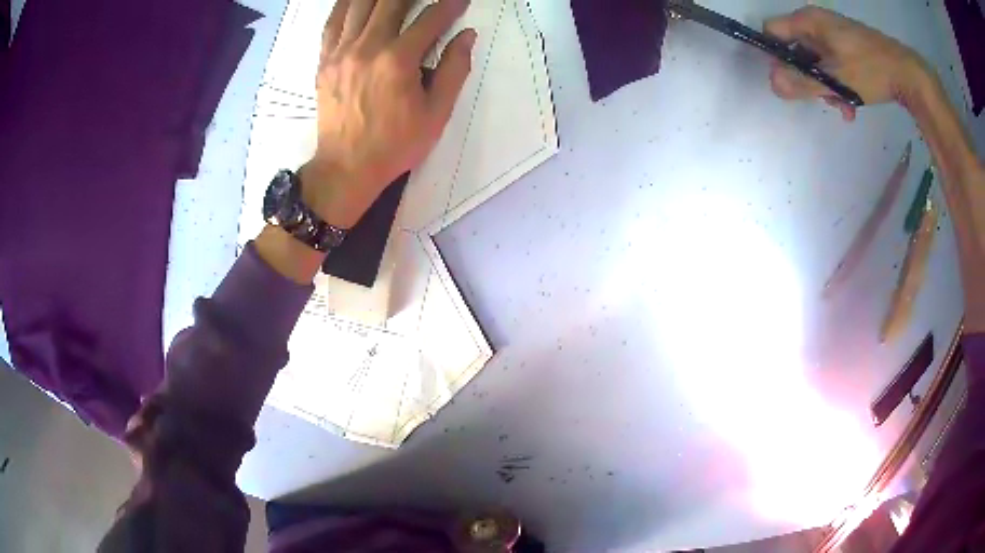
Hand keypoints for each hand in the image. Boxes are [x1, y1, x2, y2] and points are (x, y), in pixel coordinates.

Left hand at [302, 0, 476, 228]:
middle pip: (391, 2)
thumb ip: (454, 70)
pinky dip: (346, 5)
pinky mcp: (325, 61)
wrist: (346, 168)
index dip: (449, 6)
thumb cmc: (395, 145)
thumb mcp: (436, 113)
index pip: (429, 19)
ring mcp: (341, 52)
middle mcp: (367, 48)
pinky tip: (358, 0)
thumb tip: (467, 36)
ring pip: (360, 5)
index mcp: (398, 61)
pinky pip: (333, 23)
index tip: (459, 0)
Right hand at [764, 6, 930, 121]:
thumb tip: (772, 85)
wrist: (908, 73)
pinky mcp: (850, 47)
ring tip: (842, 106)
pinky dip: (838, 84)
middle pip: (795, 49)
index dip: (774, 55)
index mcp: (808, 21)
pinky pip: (833, 64)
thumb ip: (802, 82)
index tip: (787, 80)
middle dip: (805, 77)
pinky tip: (851, 105)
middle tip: (820, 98)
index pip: (773, 31)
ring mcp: (835, 34)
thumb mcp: (835, 79)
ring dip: (824, 86)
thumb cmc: (870, 70)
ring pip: (816, 61)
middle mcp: (818, 23)